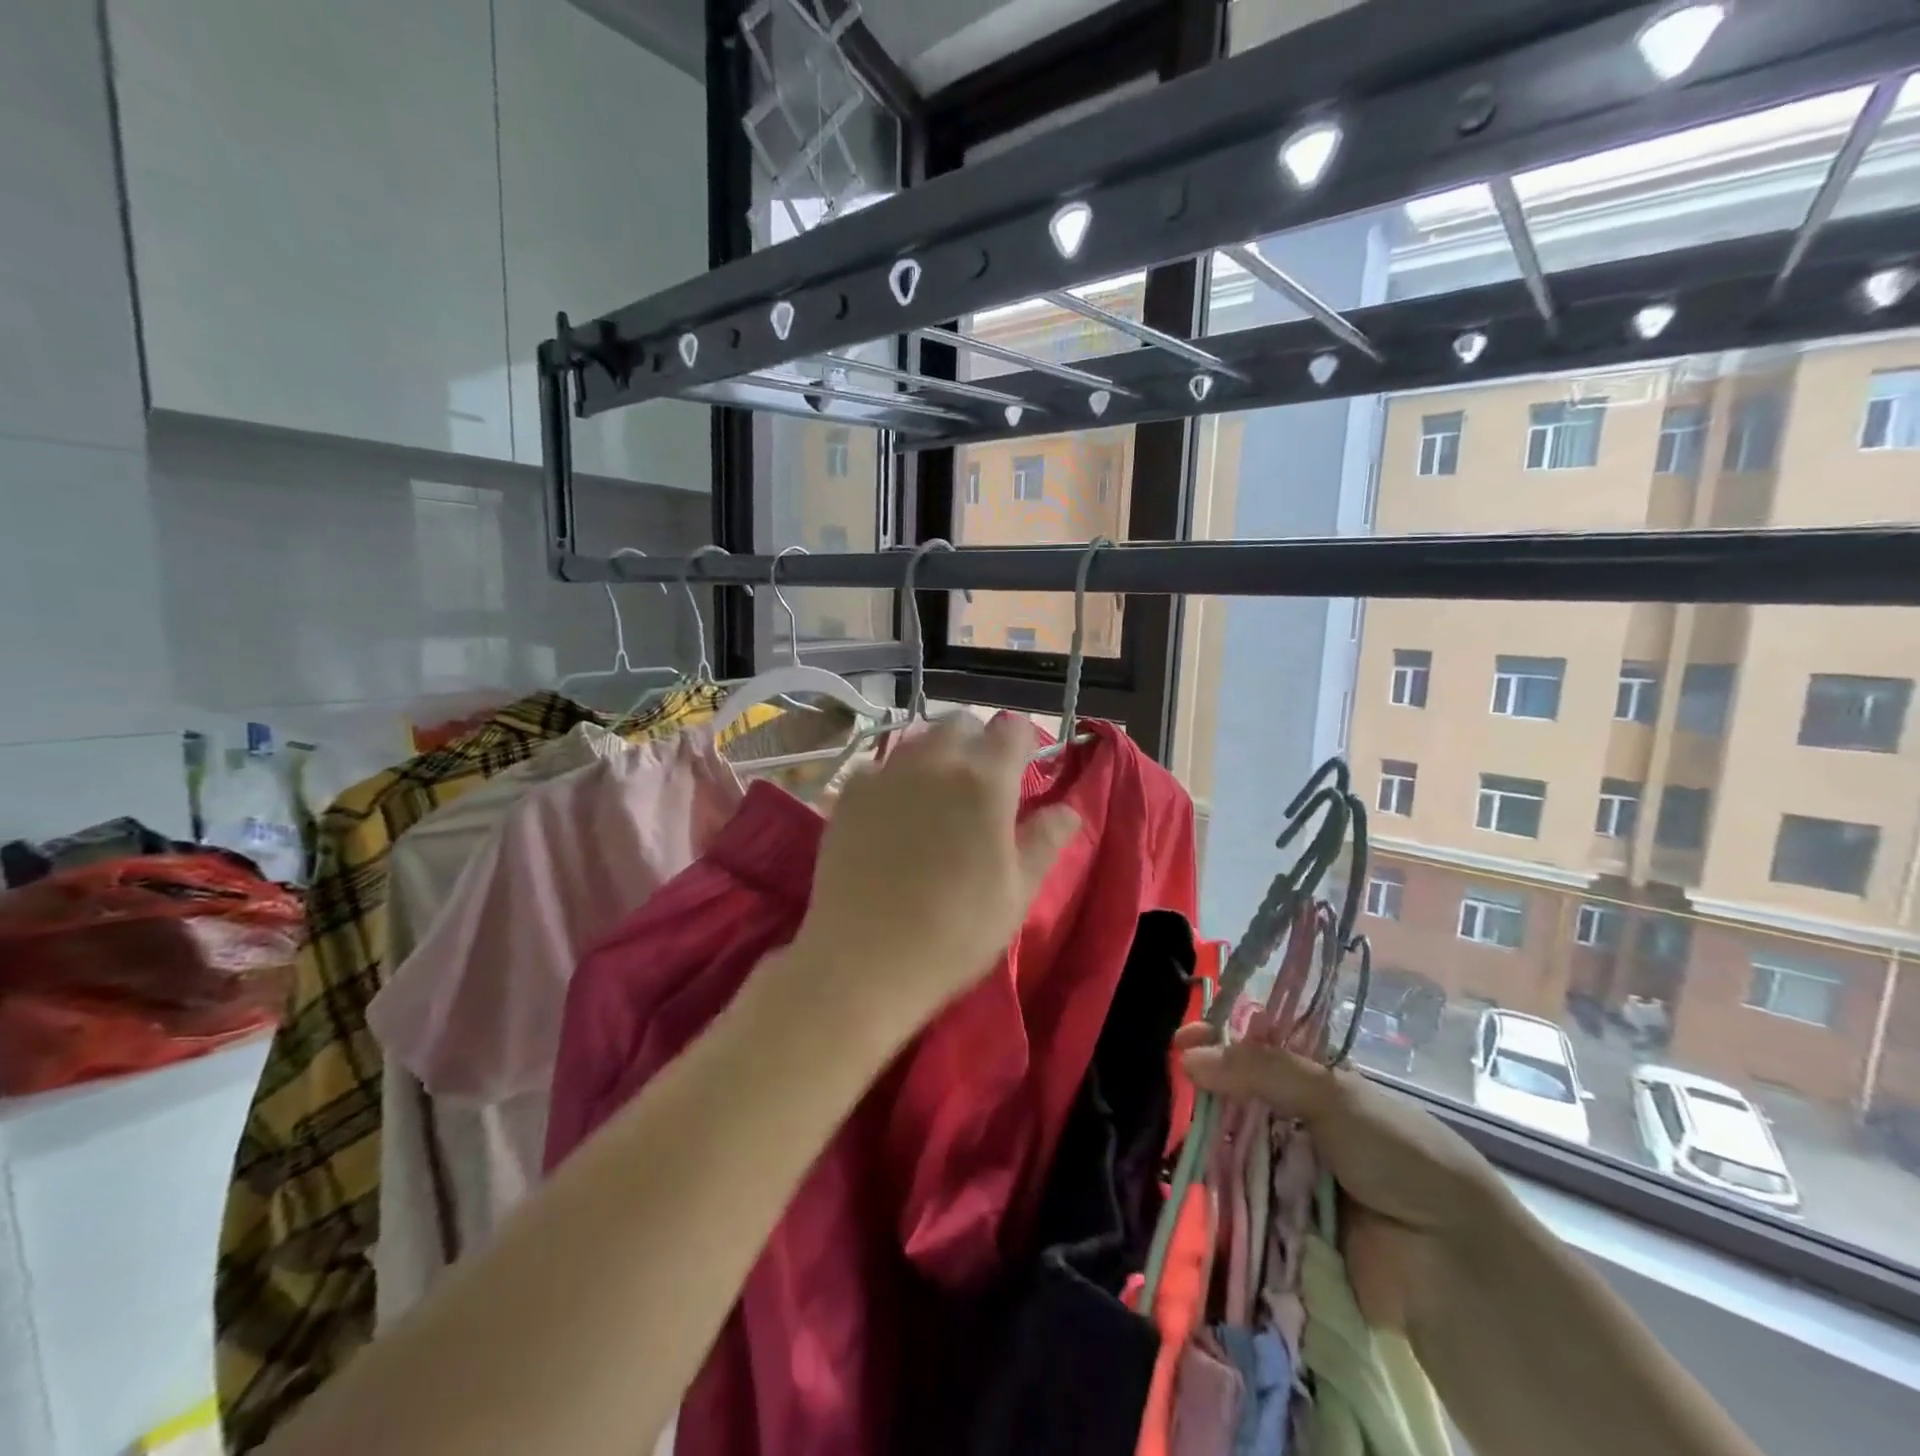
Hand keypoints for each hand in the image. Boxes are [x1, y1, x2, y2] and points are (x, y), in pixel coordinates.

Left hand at [790, 714, 1079, 1042]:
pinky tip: (891, 817)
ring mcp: (885, 773)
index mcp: (985, 780)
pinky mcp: (849, 794)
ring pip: (917, 740)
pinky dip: (893, 779)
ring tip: (934, 802)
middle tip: (978, 790)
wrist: (864, 961)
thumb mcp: (1017, 892)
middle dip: (975, 744)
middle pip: (961, 724)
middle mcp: (934, 761)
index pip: (1011, 728)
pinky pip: (879, 767)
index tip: (1020, 774)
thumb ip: (1045, 841)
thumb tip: (1069, 810)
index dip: (1021, 745)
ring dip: (934, 757)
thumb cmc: (956, 932)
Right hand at [1182, 1033, 1511, 1332]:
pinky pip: (1237, 1201)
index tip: (1179, 1042)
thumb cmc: (1400, 1158)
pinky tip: (1176, 1178)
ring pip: (1231, 1148)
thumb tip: (1188, 1056)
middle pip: (1236, 1100)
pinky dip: (1212, 1192)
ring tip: (1161, 1132)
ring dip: (1202, 1143)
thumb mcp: (1335, 1094)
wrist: (1452, 1267)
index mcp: (1316, 1085)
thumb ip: (1262, 1069)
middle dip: (1201, 1094)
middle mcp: (1299, 1126)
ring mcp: (1288, 1176)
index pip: (1255, 1051)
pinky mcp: (1280, 1227)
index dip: (1218, 1041)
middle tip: (1162, 1089)